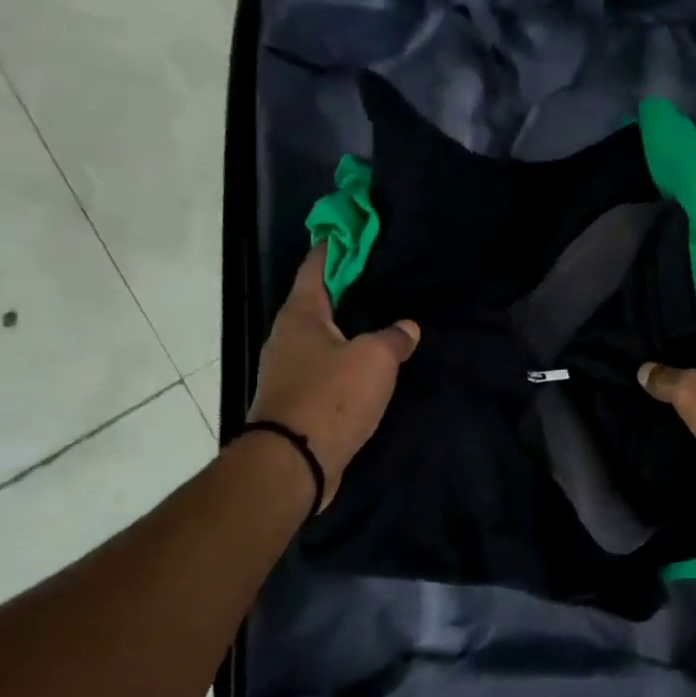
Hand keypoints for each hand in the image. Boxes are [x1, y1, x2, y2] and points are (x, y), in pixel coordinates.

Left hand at [248, 246, 418, 508]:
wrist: (294, 462)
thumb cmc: (331, 397)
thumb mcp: (374, 360)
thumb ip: (394, 338)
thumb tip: (408, 327)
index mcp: (301, 314)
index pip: (316, 265)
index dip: (337, 246)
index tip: (358, 234)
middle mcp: (287, 336)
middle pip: (319, 301)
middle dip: (348, 289)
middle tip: (385, 280)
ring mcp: (288, 370)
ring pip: (322, 336)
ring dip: (348, 328)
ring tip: (383, 321)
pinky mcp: (297, 399)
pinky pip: (325, 367)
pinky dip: (345, 360)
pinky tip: (370, 365)